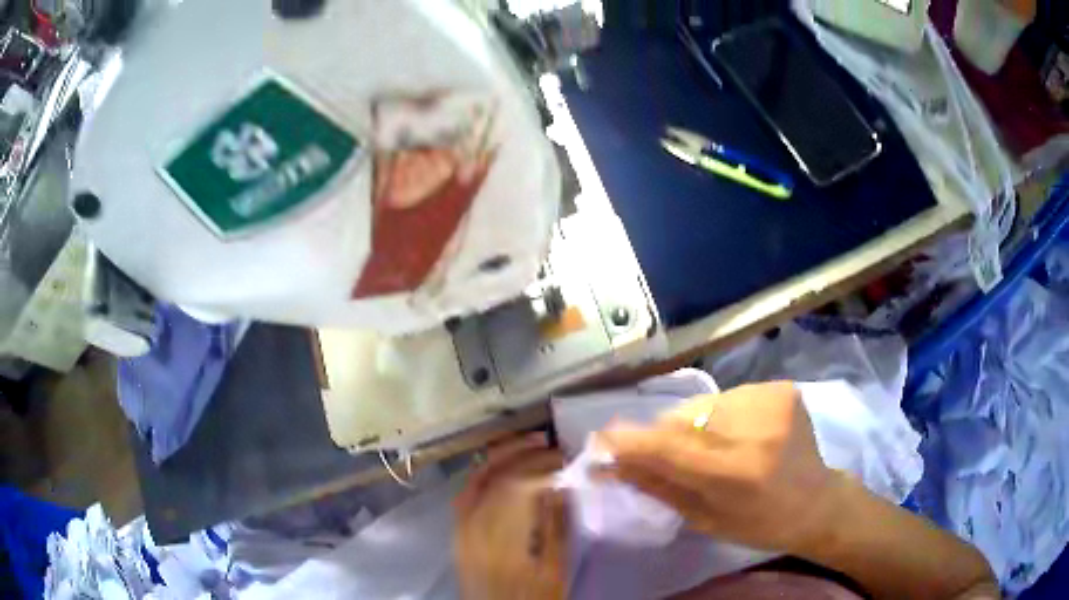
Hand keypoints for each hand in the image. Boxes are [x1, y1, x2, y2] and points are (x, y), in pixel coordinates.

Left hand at [453, 434, 567, 599]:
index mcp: (500, 540)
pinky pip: (467, 493)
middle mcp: (472, 528)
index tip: (565, 458)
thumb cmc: (531, 599)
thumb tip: (562, 486)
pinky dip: (485, 475)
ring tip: (530, 446)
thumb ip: (557, 528)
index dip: (540, 465)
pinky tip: (501, 469)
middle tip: (550, 444)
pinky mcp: (458, 533)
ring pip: (476, 480)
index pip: (515, 486)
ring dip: (502, 458)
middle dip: (521, 453)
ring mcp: (460, 529)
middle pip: (492, 477)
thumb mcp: (554, 571)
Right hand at [597, 382, 842, 554]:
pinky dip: (719, 415)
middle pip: (682, 419)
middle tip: (662, 455)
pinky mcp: (780, 388)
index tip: (603, 441)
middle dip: (662, 436)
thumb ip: (658, 487)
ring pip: (702, 405)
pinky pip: (727, 397)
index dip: (630, 441)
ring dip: (691, 424)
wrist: (816, 501)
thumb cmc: (759, 523)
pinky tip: (735, 434)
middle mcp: (755, 429)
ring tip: (708, 447)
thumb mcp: (704, 519)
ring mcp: (771, 401)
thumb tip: (611, 464)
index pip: (668, 447)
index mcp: (737, 473)